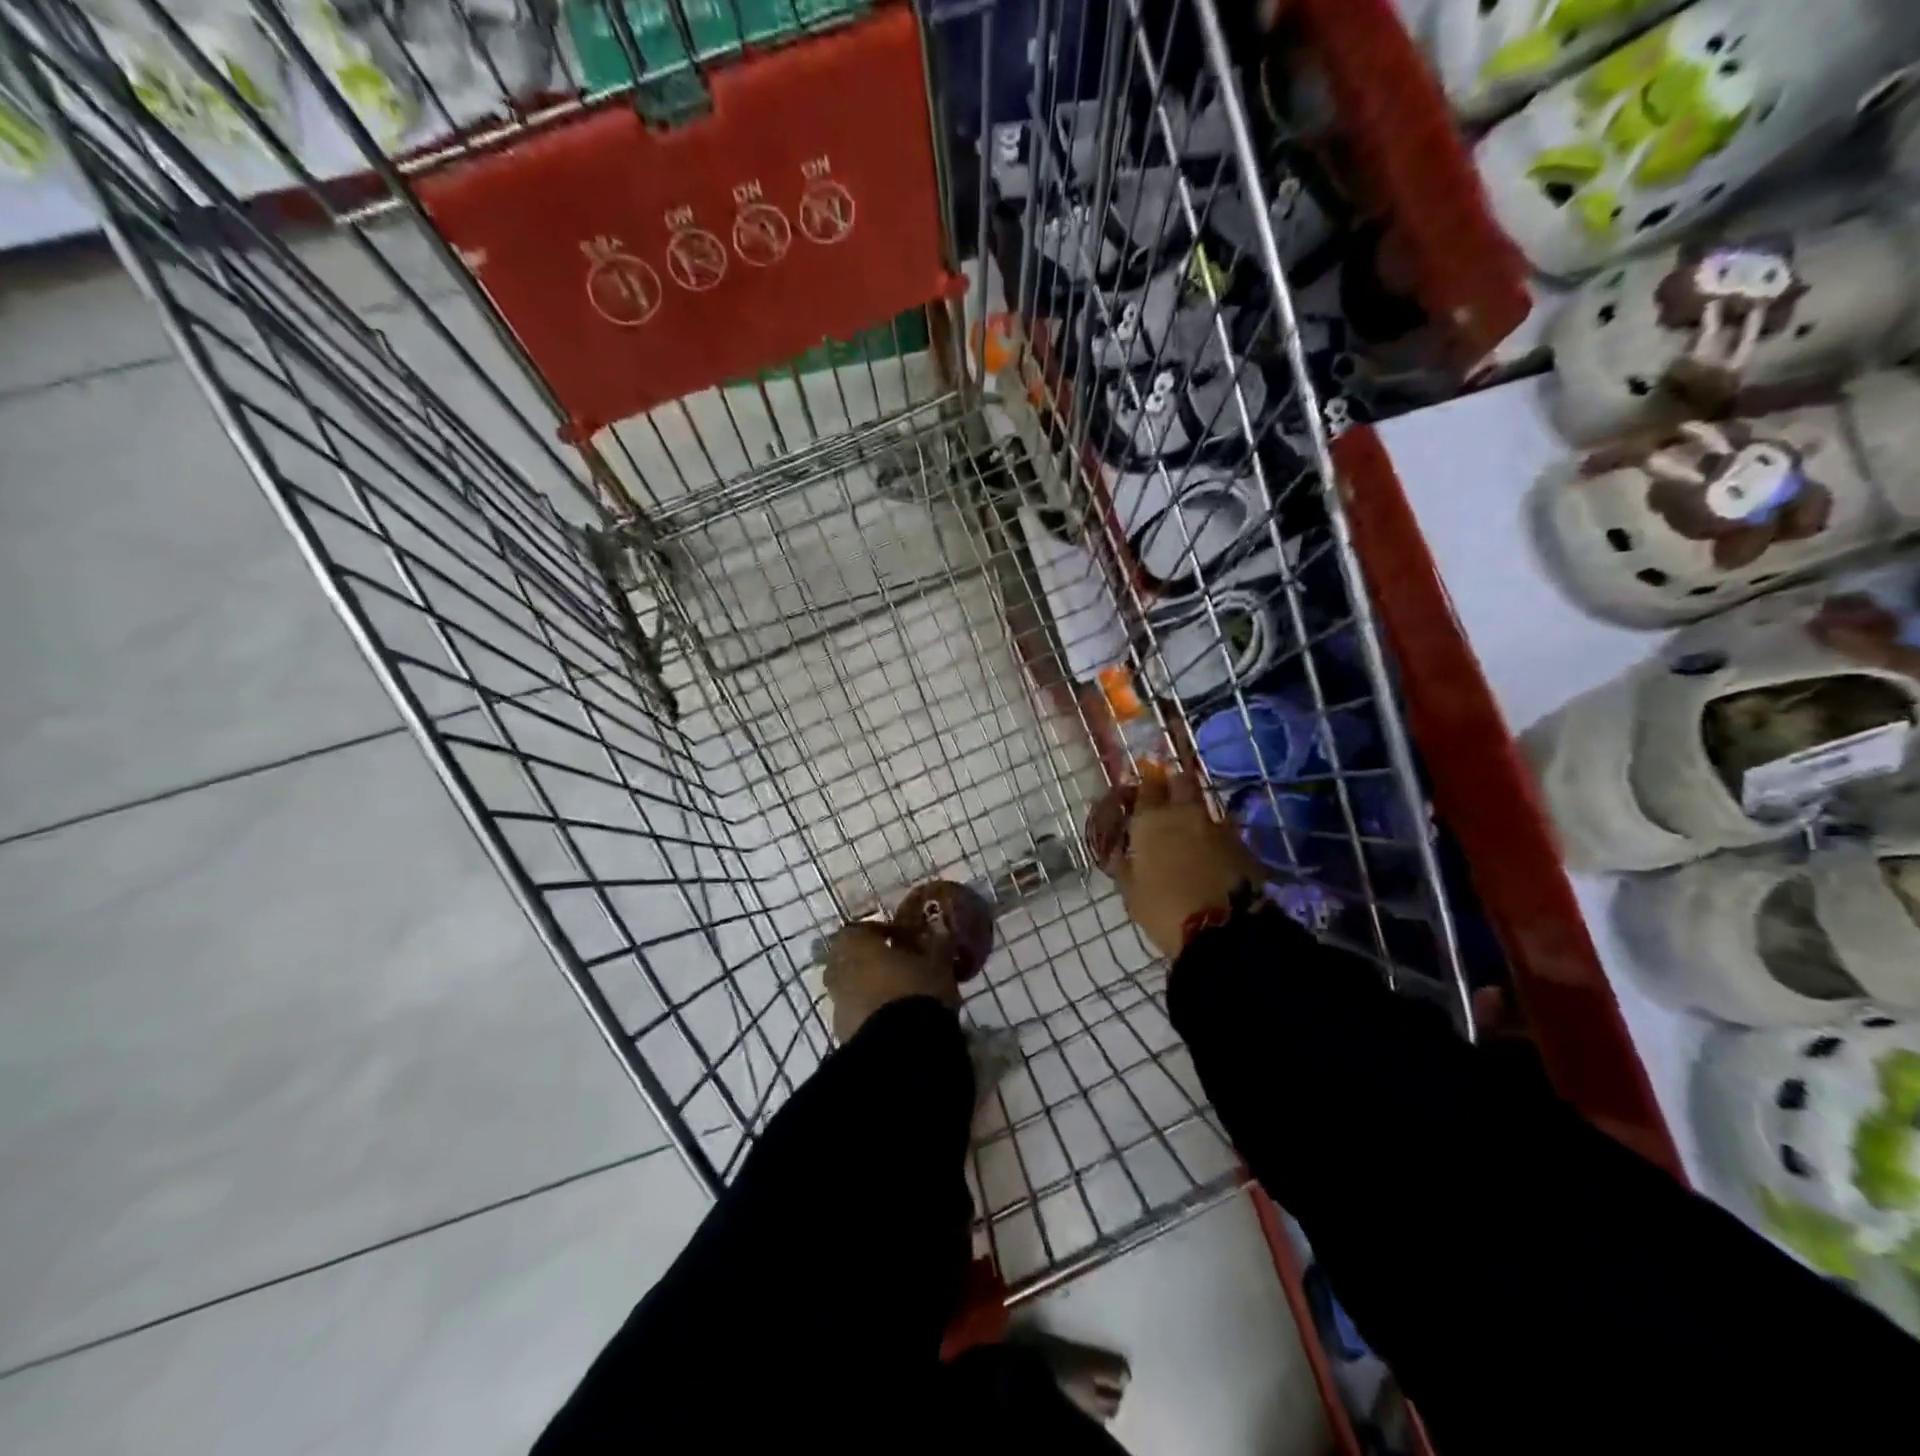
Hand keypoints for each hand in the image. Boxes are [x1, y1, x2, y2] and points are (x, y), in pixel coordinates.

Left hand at [822, 921, 959, 1042]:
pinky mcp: (843, 1034)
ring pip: (852, 987)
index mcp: (855, 944)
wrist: (901, 1048)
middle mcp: (838, 970)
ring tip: (901, 995)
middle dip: (872, 960)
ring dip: (871, 988)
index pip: (863, 929)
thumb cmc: (917, 990)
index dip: (885, 932)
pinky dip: (871, 1012)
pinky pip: (856, 1014)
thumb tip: (942, 930)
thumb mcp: (937, 963)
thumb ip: (937, 944)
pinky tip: (895, 1019)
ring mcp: (837, 1004)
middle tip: (900, 965)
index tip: (906, 939)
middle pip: (852, 958)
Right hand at [1096, 769, 1260, 958]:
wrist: (1223, 930)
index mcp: (1151, 821)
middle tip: (1168, 798)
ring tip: (1189, 827)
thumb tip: (1122, 853)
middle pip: (1181, 781)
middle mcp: (1183, 813)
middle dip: (1174, 784)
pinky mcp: (1242, 843)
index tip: (1141, 792)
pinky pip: (1222, 828)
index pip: (1146, 787)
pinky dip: (1213, 834)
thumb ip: (1125, 866)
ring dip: (1195, 810)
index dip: (1144, 787)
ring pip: (1204, 804)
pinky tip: (1209, 849)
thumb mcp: (1132, 893)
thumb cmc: (1164, 910)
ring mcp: (1216, 825)